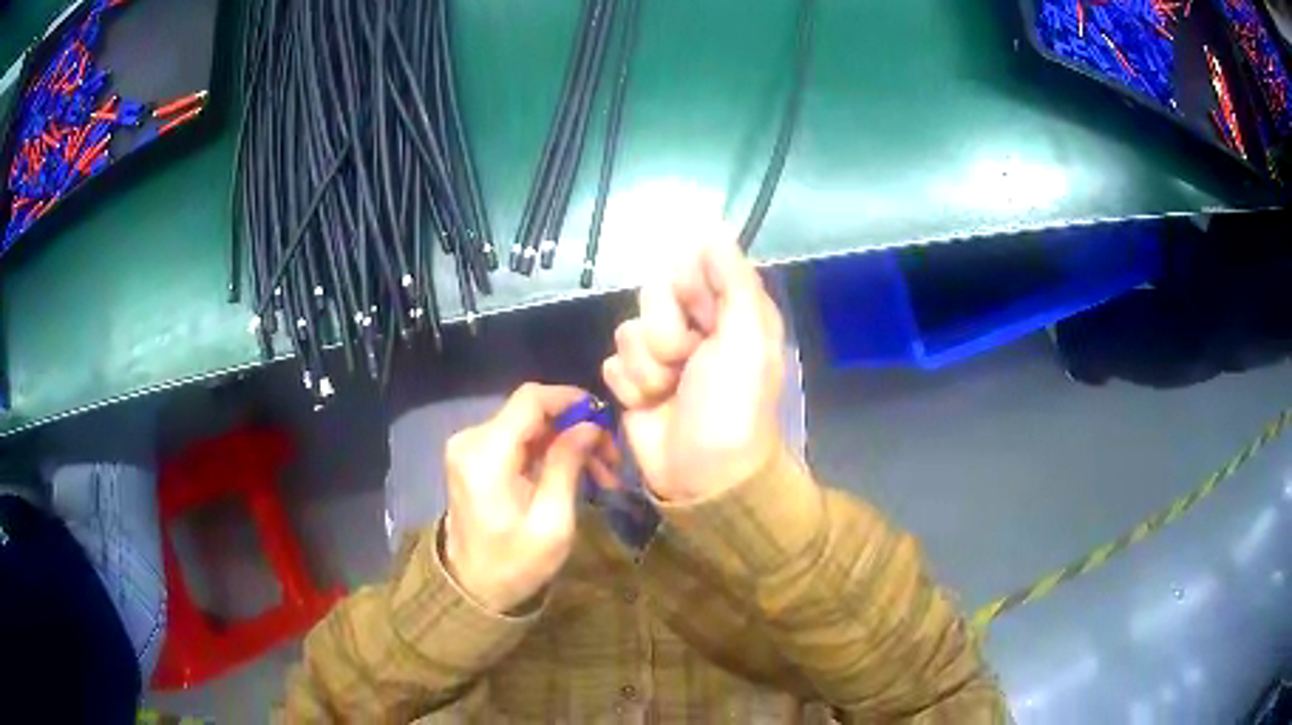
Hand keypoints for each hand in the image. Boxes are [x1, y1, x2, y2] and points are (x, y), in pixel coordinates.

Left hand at [441, 384, 614, 613]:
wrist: (472, 588)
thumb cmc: (514, 564)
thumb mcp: (552, 522)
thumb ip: (567, 465)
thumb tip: (590, 424)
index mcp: (486, 454)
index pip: (530, 400)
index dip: (570, 399)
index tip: (605, 419)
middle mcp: (471, 439)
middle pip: (531, 412)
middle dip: (575, 429)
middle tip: (610, 461)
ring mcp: (468, 447)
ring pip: (528, 426)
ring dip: (564, 443)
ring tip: (599, 474)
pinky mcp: (473, 457)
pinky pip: (517, 440)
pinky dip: (546, 452)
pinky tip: (571, 474)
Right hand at [603, 240, 785, 501]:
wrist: (702, 475)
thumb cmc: (732, 405)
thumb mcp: (747, 338)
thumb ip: (733, 281)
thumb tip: (715, 231)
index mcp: (729, 315)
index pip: (693, 269)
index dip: (688, 289)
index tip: (699, 314)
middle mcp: (695, 330)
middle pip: (653, 296)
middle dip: (665, 332)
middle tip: (685, 361)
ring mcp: (661, 358)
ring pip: (628, 331)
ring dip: (647, 366)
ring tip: (668, 391)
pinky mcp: (634, 384)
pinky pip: (612, 363)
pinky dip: (628, 386)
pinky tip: (647, 404)